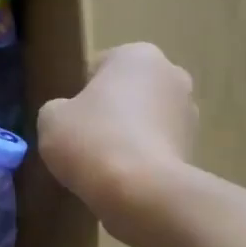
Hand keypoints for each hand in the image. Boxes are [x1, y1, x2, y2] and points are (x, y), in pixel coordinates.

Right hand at [37, 43, 197, 225]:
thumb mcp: (51, 118)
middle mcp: (171, 74)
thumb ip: (58, 107)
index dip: (80, 93)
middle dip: (111, 110)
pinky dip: (143, 158)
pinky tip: (123, 178)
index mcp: (137, 55)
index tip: (70, 119)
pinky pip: (158, 147)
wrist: (139, 191)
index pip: (100, 67)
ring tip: (104, 164)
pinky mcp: (195, 148)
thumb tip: (69, 115)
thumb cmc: (91, 140)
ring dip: (130, 134)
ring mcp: (189, 112)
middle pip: (129, 91)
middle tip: (85, 140)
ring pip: (147, 119)